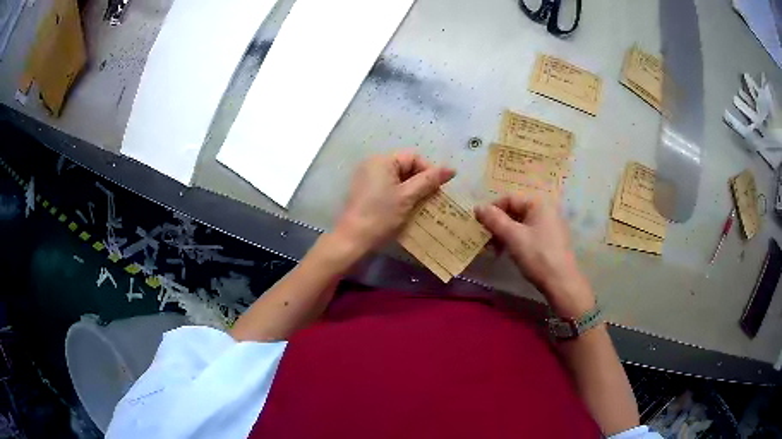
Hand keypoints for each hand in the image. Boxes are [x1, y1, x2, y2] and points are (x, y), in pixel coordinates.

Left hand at [334, 151, 454, 253]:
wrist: (353, 240)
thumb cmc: (381, 215)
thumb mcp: (408, 196)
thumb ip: (429, 180)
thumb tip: (452, 169)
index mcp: (382, 160)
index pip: (413, 157)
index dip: (429, 171)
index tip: (437, 190)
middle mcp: (373, 164)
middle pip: (405, 166)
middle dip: (421, 181)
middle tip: (431, 199)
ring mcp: (367, 178)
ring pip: (398, 179)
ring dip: (412, 190)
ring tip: (421, 206)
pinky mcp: (365, 192)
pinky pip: (388, 187)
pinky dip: (400, 196)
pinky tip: (407, 210)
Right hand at [475, 193, 594, 317]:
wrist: (561, 282)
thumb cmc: (537, 255)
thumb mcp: (513, 237)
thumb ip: (494, 220)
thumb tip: (478, 207)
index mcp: (538, 203)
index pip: (509, 198)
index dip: (492, 210)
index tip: (480, 226)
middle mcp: (546, 209)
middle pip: (515, 210)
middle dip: (498, 224)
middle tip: (486, 240)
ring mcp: (549, 225)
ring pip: (520, 223)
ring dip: (504, 234)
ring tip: (495, 249)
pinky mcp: (550, 239)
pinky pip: (528, 233)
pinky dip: (515, 240)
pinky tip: (508, 252)